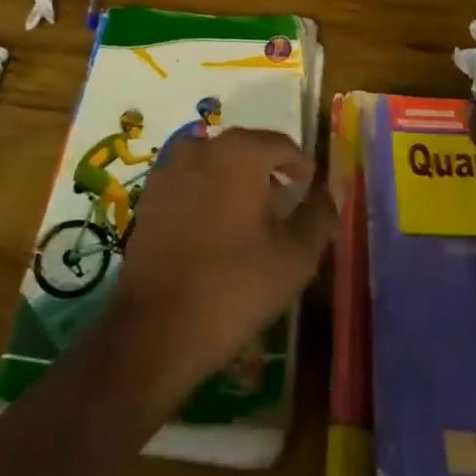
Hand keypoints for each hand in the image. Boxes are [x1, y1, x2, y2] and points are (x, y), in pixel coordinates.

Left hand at [110, 129, 336, 395]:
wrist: (155, 329)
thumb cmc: (234, 287)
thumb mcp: (295, 257)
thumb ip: (318, 217)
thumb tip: (326, 195)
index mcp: (240, 152)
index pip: (282, 145)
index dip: (302, 168)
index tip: (310, 194)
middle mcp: (202, 148)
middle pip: (247, 150)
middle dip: (269, 174)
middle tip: (285, 209)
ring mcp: (169, 170)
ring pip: (216, 165)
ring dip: (237, 183)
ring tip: (251, 222)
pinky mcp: (149, 197)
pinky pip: (190, 183)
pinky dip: (207, 196)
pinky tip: (215, 232)